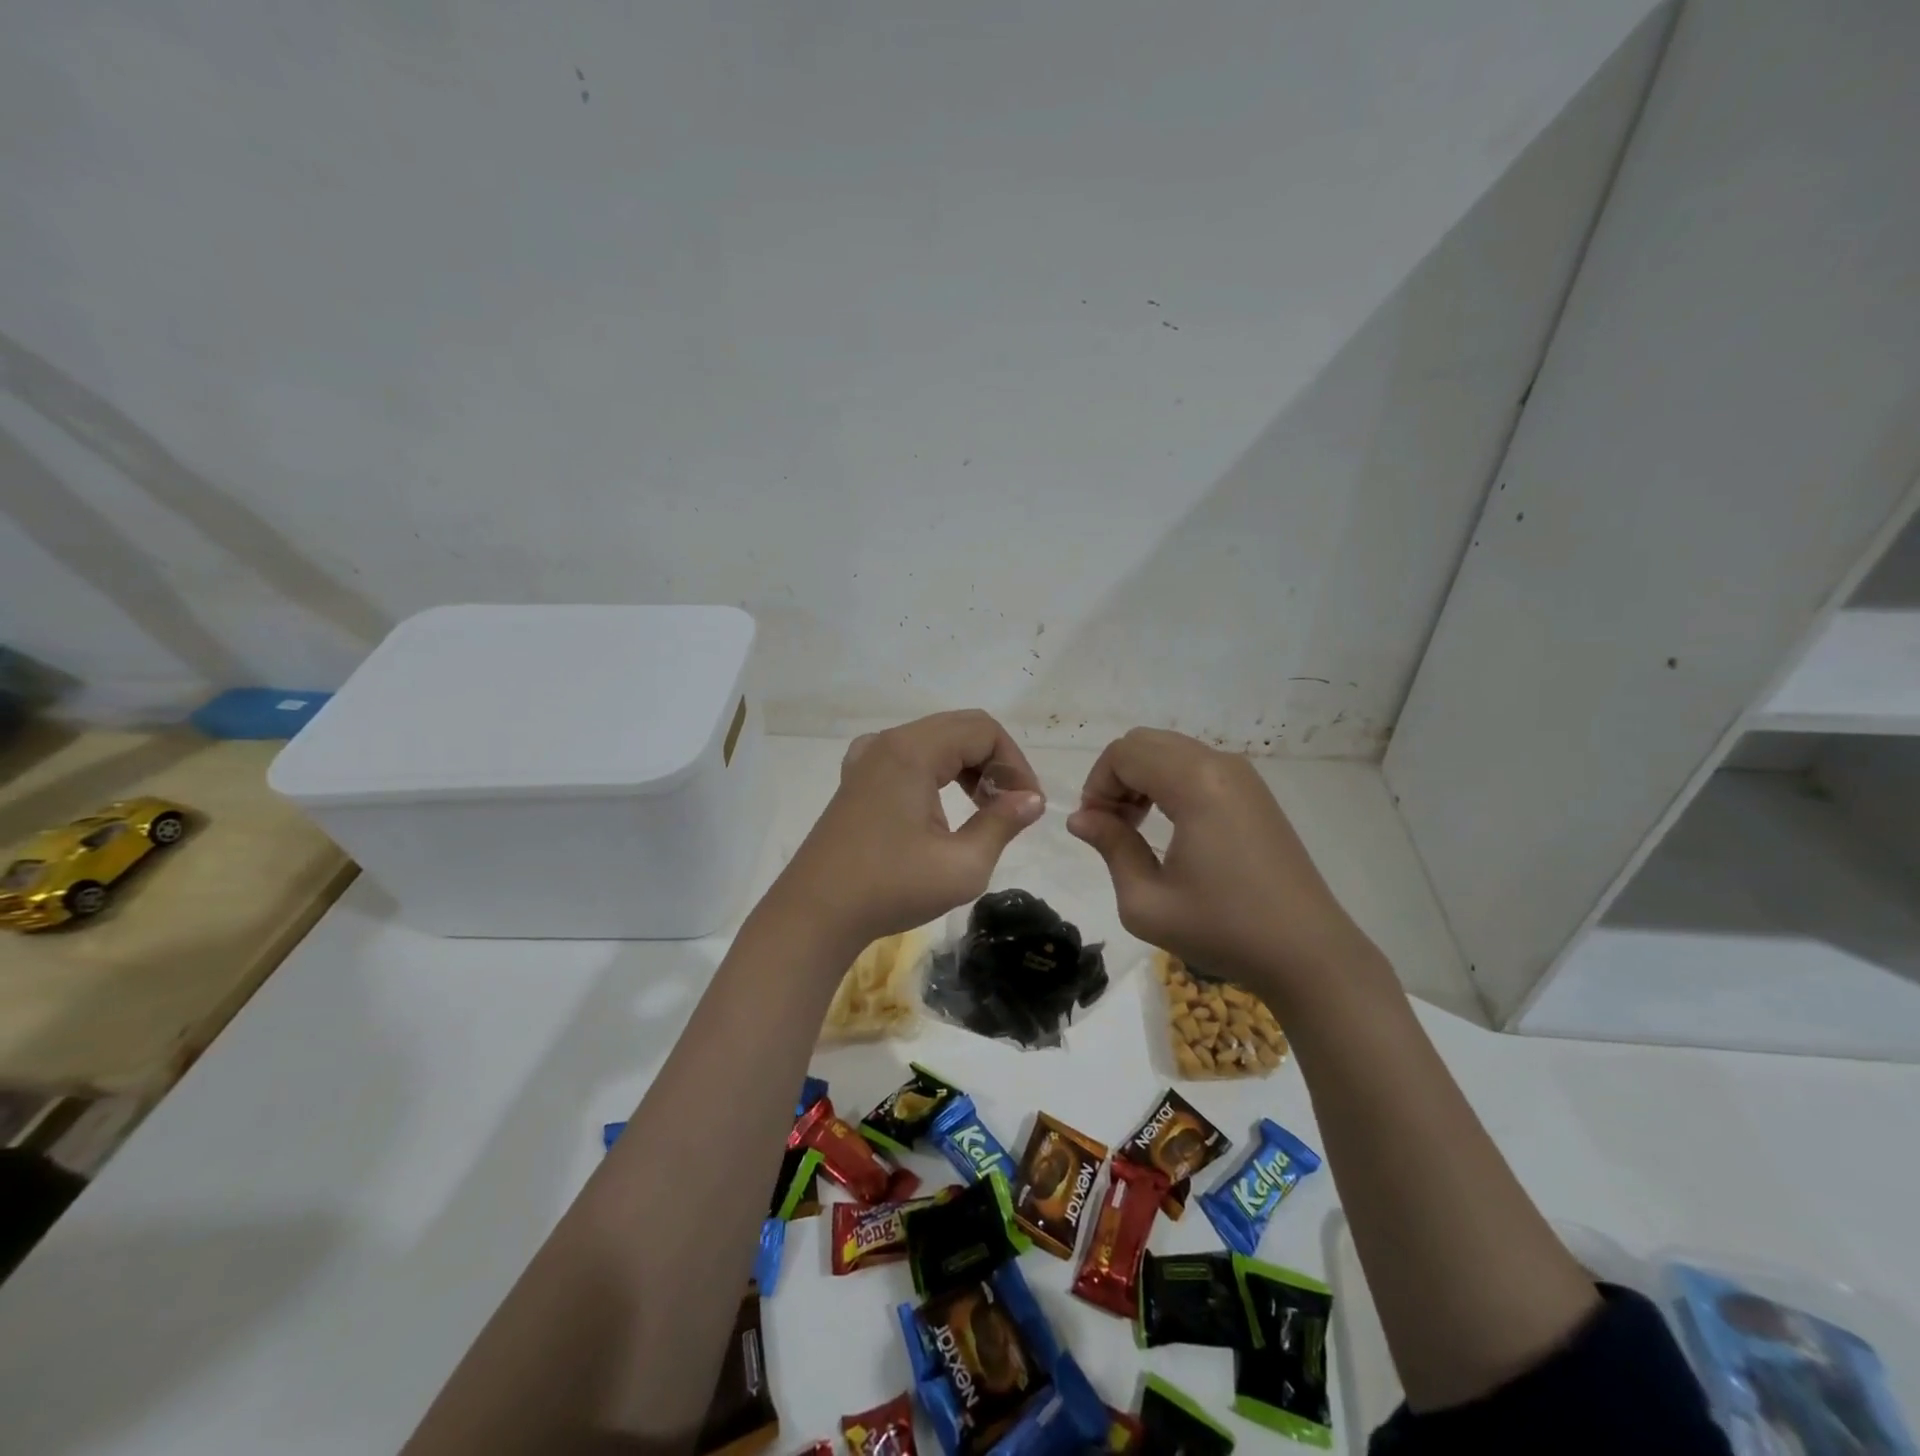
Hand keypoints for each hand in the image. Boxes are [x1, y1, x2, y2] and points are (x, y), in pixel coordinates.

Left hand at [770, 710, 1045, 954]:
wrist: (815, 915)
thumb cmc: (890, 888)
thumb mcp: (962, 865)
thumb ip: (1002, 824)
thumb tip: (1032, 800)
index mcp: (913, 751)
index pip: (984, 731)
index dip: (1015, 764)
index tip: (1027, 806)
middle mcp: (889, 742)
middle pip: (960, 728)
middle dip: (995, 762)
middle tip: (1010, 806)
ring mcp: (867, 758)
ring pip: (935, 740)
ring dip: (968, 766)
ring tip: (983, 809)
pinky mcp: (857, 779)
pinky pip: (908, 755)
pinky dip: (936, 770)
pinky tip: (940, 804)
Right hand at [1066, 728, 1369, 998]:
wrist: (1307, 952)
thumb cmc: (1223, 929)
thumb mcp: (1146, 902)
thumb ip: (1110, 847)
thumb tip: (1081, 819)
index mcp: (1195, 784)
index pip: (1124, 753)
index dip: (1097, 785)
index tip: (1095, 829)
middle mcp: (1220, 764)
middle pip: (1145, 742)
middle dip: (1116, 777)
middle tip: (1113, 826)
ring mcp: (1243, 775)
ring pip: (1170, 750)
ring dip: (1141, 778)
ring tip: (1137, 828)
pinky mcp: (1255, 791)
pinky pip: (1196, 764)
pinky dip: (1168, 782)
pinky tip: (1170, 825)